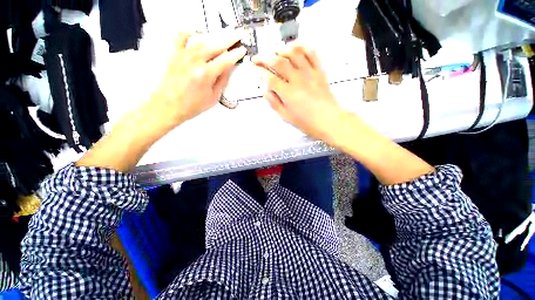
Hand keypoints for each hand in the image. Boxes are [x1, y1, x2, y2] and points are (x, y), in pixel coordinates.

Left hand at [76, 31, 246, 171]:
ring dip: (214, 38)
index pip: (226, 60)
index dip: (236, 54)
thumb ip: (222, 81)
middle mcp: (195, 61)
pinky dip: (189, 32)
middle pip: (216, 45)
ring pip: (202, 40)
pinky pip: (181, 36)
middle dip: (229, 39)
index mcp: (206, 74)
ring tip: (221, 37)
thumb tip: (228, 69)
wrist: (168, 106)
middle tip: (236, 35)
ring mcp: (183, 55)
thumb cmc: (190, 105)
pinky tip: (195, 33)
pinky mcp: (174, 54)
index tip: (241, 50)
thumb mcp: (213, 97)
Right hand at [253, 44, 341, 141]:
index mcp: (288, 93)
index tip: (255, 69)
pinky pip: (311, 54)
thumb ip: (274, 103)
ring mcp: (310, 73)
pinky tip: (296, 47)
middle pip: (279, 62)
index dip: (260, 72)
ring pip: (294, 53)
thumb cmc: (307, 122)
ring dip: (282, 49)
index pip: (270, 78)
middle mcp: (297, 80)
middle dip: (265, 58)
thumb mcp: (286, 117)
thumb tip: (265, 91)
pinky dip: (303, 47)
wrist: (329, 120)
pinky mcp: (319, 71)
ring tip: (275, 51)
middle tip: (258, 57)